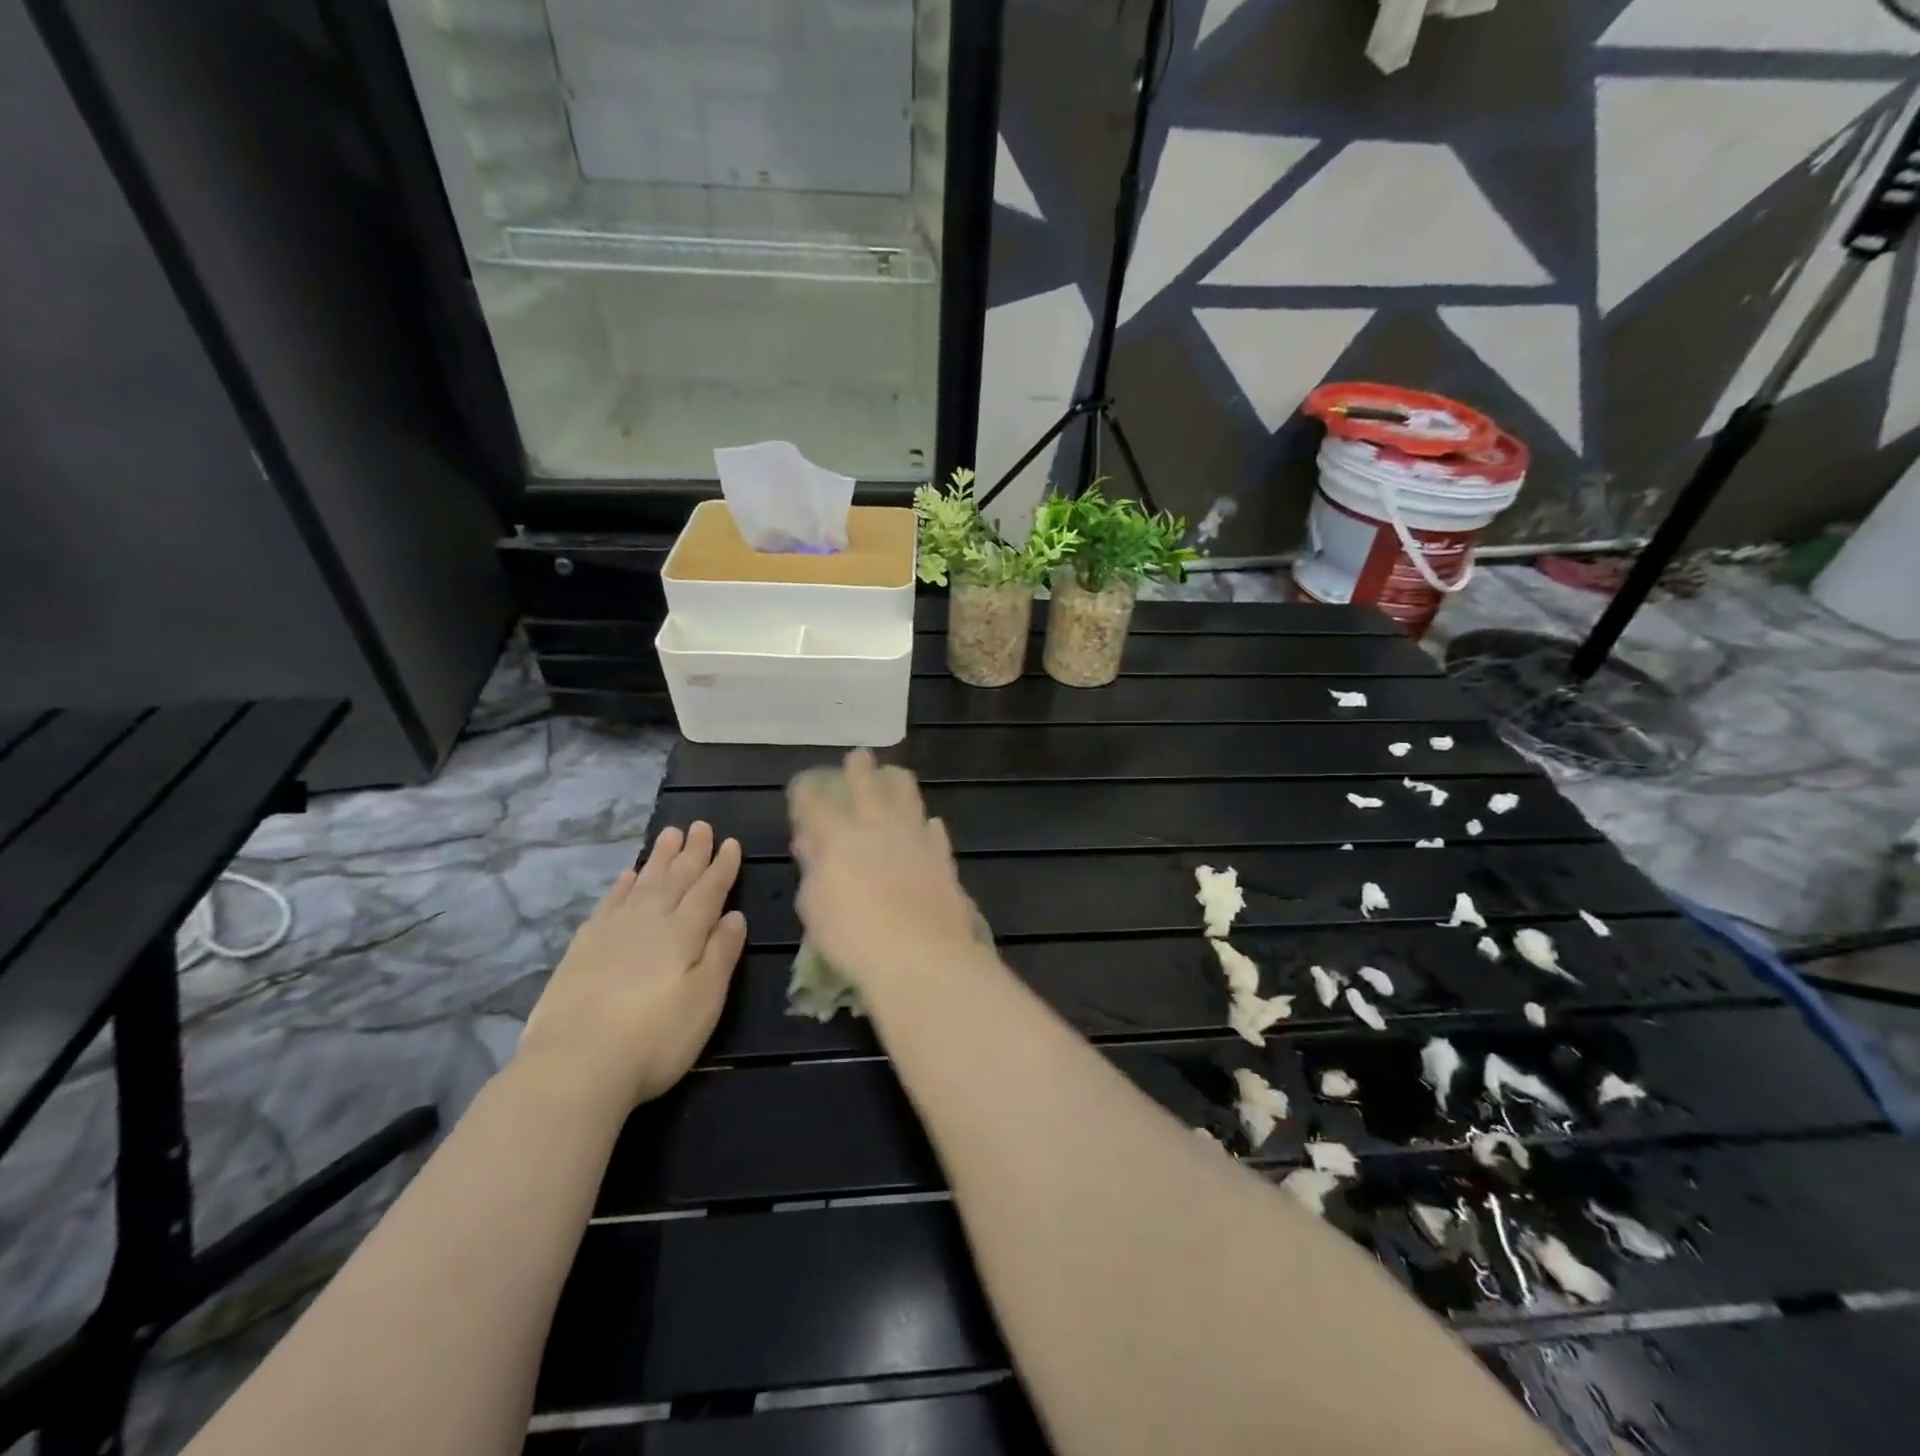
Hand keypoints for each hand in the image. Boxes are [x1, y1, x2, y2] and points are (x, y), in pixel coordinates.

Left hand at [516, 823, 745, 1115]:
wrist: (573, 1065)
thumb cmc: (655, 1037)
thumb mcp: (705, 1000)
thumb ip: (722, 953)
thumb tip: (734, 915)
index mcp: (684, 932)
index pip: (709, 890)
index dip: (722, 867)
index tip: (731, 842)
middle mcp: (649, 921)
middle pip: (675, 878)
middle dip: (691, 852)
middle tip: (700, 826)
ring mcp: (612, 931)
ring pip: (642, 883)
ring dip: (658, 859)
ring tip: (670, 835)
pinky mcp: (582, 948)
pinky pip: (608, 903)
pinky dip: (621, 886)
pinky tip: (626, 877)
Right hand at [789, 750, 986, 997]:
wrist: (920, 955)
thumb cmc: (853, 937)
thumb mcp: (815, 907)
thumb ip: (813, 868)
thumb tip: (809, 841)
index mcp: (838, 837)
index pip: (815, 803)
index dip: (806, 792)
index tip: (802, 786)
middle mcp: (877, 827)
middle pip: (866, 785)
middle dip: (858, 768)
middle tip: (858, 756)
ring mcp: (914, 838)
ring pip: (907, 795)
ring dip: (897, 782)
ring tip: (894, 774)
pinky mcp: (942, 857)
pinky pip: (934, 830)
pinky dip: (927, 825)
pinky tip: (928, 824)